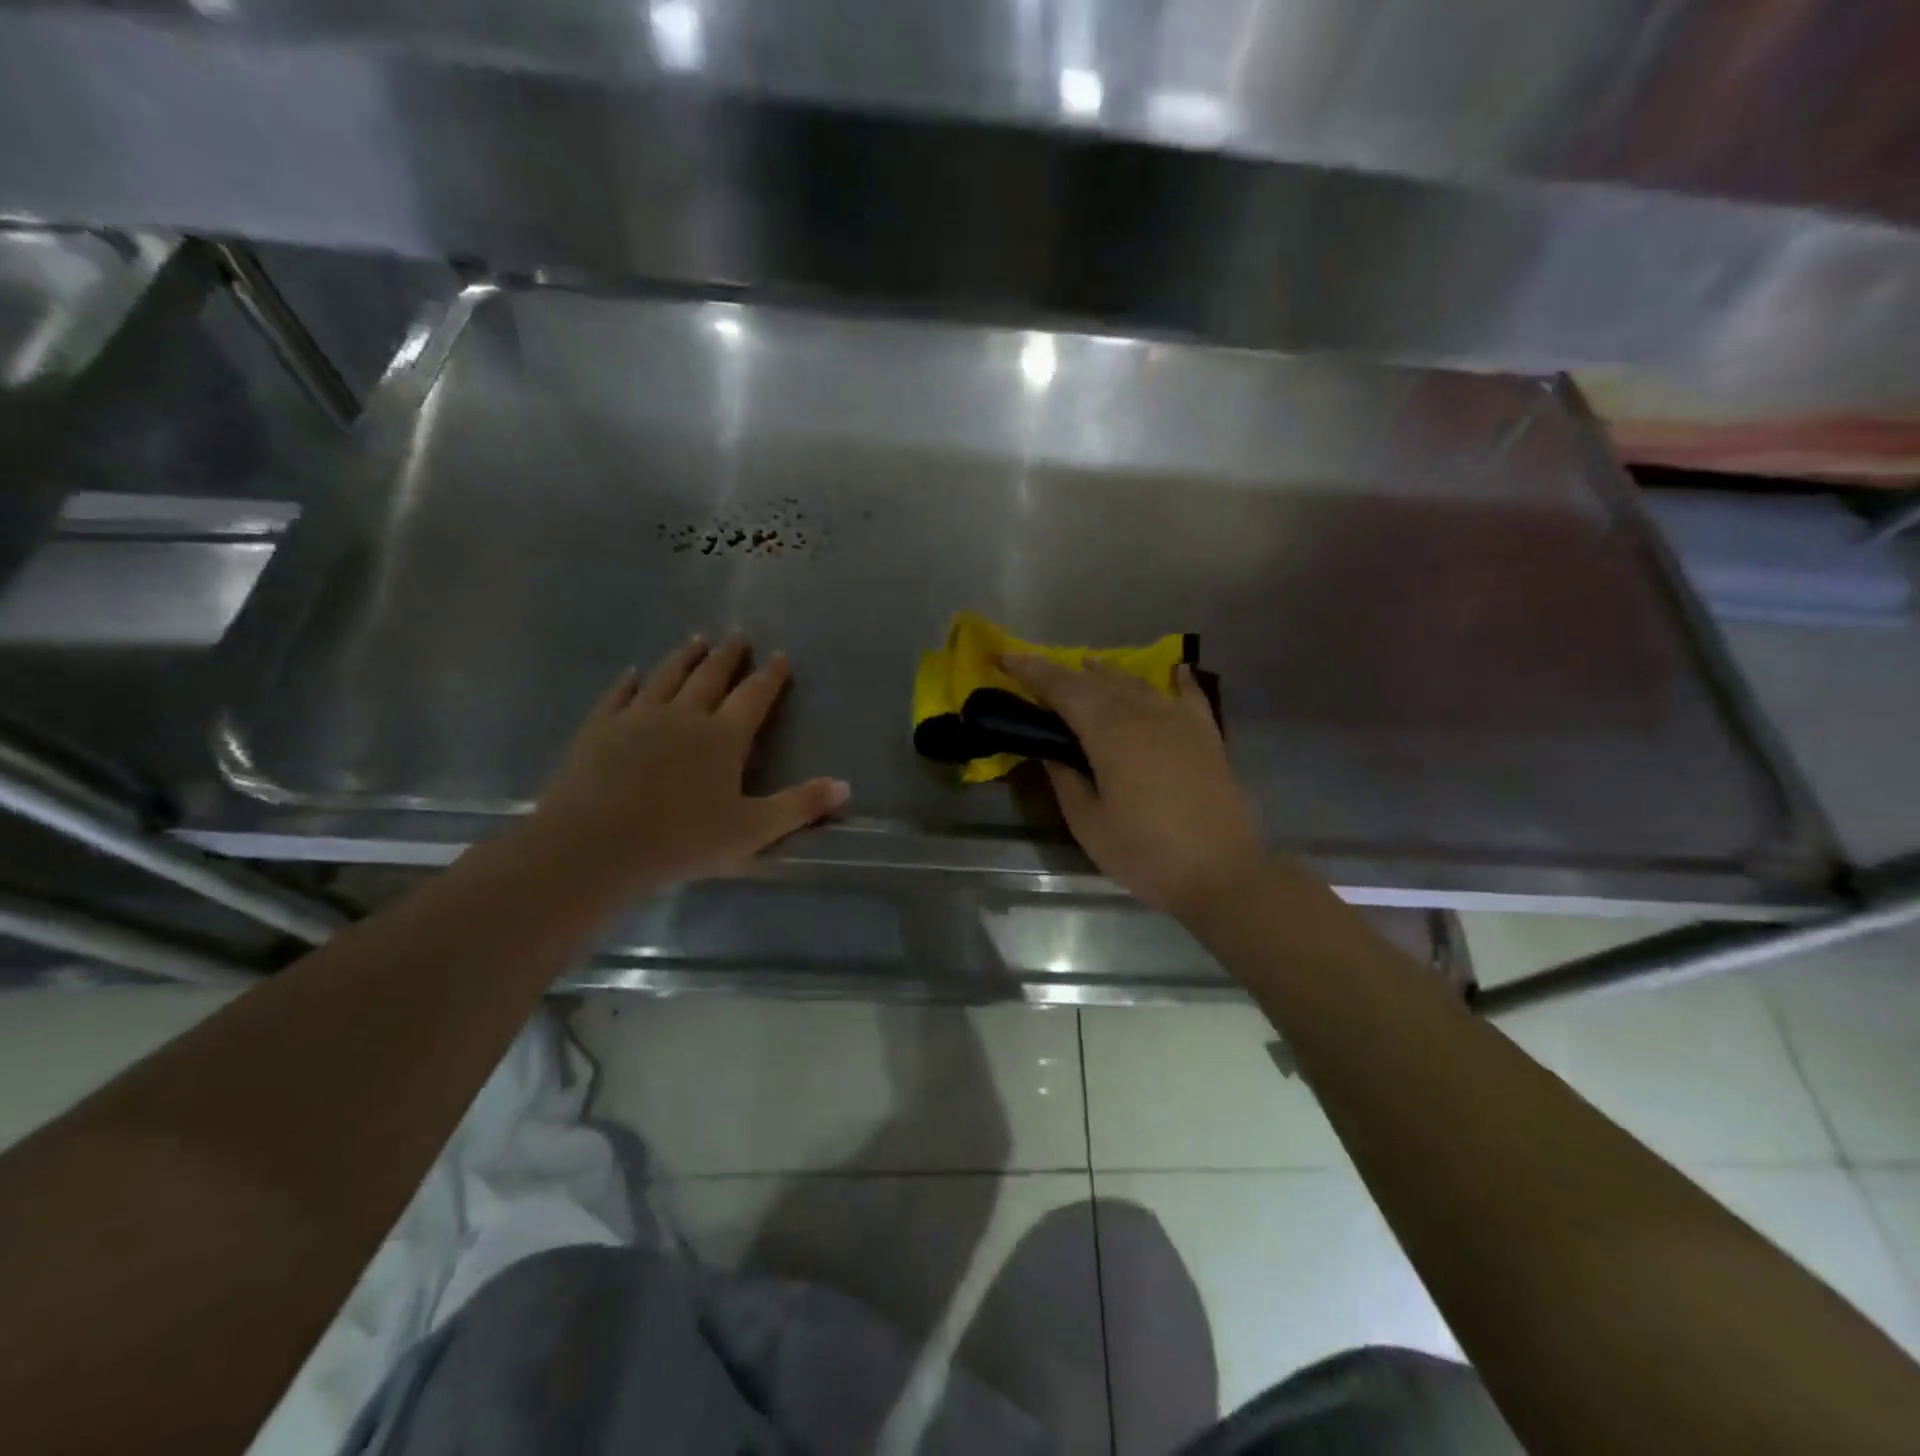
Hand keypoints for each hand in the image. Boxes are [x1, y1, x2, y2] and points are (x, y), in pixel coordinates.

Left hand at [525, 634, 847, 900]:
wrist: (595, 845)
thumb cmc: (681, 840)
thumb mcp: (752, 830)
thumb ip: (799, 806)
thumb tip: (845, 786)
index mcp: (723, 737)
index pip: (753, 696)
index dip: (770, 676)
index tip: (780, 655)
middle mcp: (684, 715)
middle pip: (711, 676)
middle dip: (728, 656)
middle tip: (737, 636)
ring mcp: (638, 717)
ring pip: (667, 676)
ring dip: (684, 657)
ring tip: (696, 640)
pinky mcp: (600, 728)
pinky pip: (619, 694)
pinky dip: (629, 681)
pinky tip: (633, 672)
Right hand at [1002, 654, 1265, 917]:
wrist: (1222, 873)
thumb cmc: (1146, 853)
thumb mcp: (1089, 825)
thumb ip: (1066, 781)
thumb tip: (1051, 754)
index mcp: (1109, 733)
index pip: (1063, 689)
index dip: (1033, 671)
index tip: (1006, 658)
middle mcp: (1143, 714)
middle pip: (1098, 682)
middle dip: (1064, 673)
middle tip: (1039, 672)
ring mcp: (1180, 722)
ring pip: (1138, 684)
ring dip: (1109, 674)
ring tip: (1089, 666)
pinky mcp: (1208, 737)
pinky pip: (1191, 697)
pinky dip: (1180, 680)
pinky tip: (1176, 670)